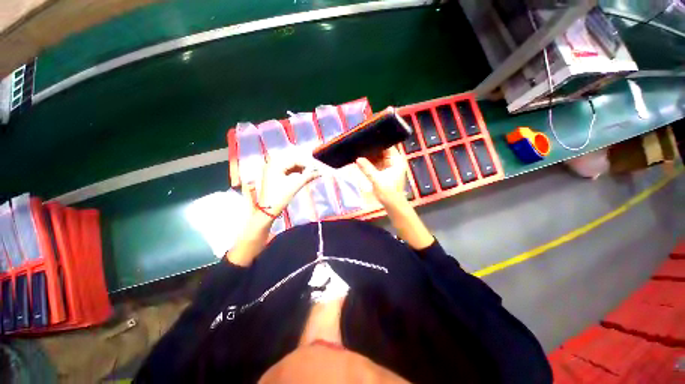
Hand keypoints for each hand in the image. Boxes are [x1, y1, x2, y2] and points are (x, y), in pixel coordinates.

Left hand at [256, 159, 319, 216]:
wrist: (268, 210)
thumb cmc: (281, 196)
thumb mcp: (295, 185)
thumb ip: (308, 177)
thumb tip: (319, 172)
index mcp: (275, 165)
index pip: (294, 161)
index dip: (306, 164)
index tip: (316, 168)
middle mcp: (271, 165)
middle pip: (291, 163)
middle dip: (303, 167)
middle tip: (314, 171)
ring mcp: (271, 171)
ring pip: (289, 167)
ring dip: (300, 170)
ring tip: (310, 174)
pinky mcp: (272, 177)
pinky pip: (286, 172)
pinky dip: (294, 174)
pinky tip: (302, 177)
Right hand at [355, 146, 407, 206]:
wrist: (392, 205)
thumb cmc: (388, 191)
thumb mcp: (376, 179)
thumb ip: (367, 168)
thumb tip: (357, 159)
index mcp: (396, 160)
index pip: (387, 146)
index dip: (378, 142)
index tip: (366, 139)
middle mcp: (394, 161)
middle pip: (382, 151)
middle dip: (372, 149)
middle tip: (359, 144)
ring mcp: (389, 166)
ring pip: (378, 157)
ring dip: (370, 156)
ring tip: (359, 150)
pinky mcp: (384, 172)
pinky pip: (376, 164)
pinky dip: (370, 163)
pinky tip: (361, 160)